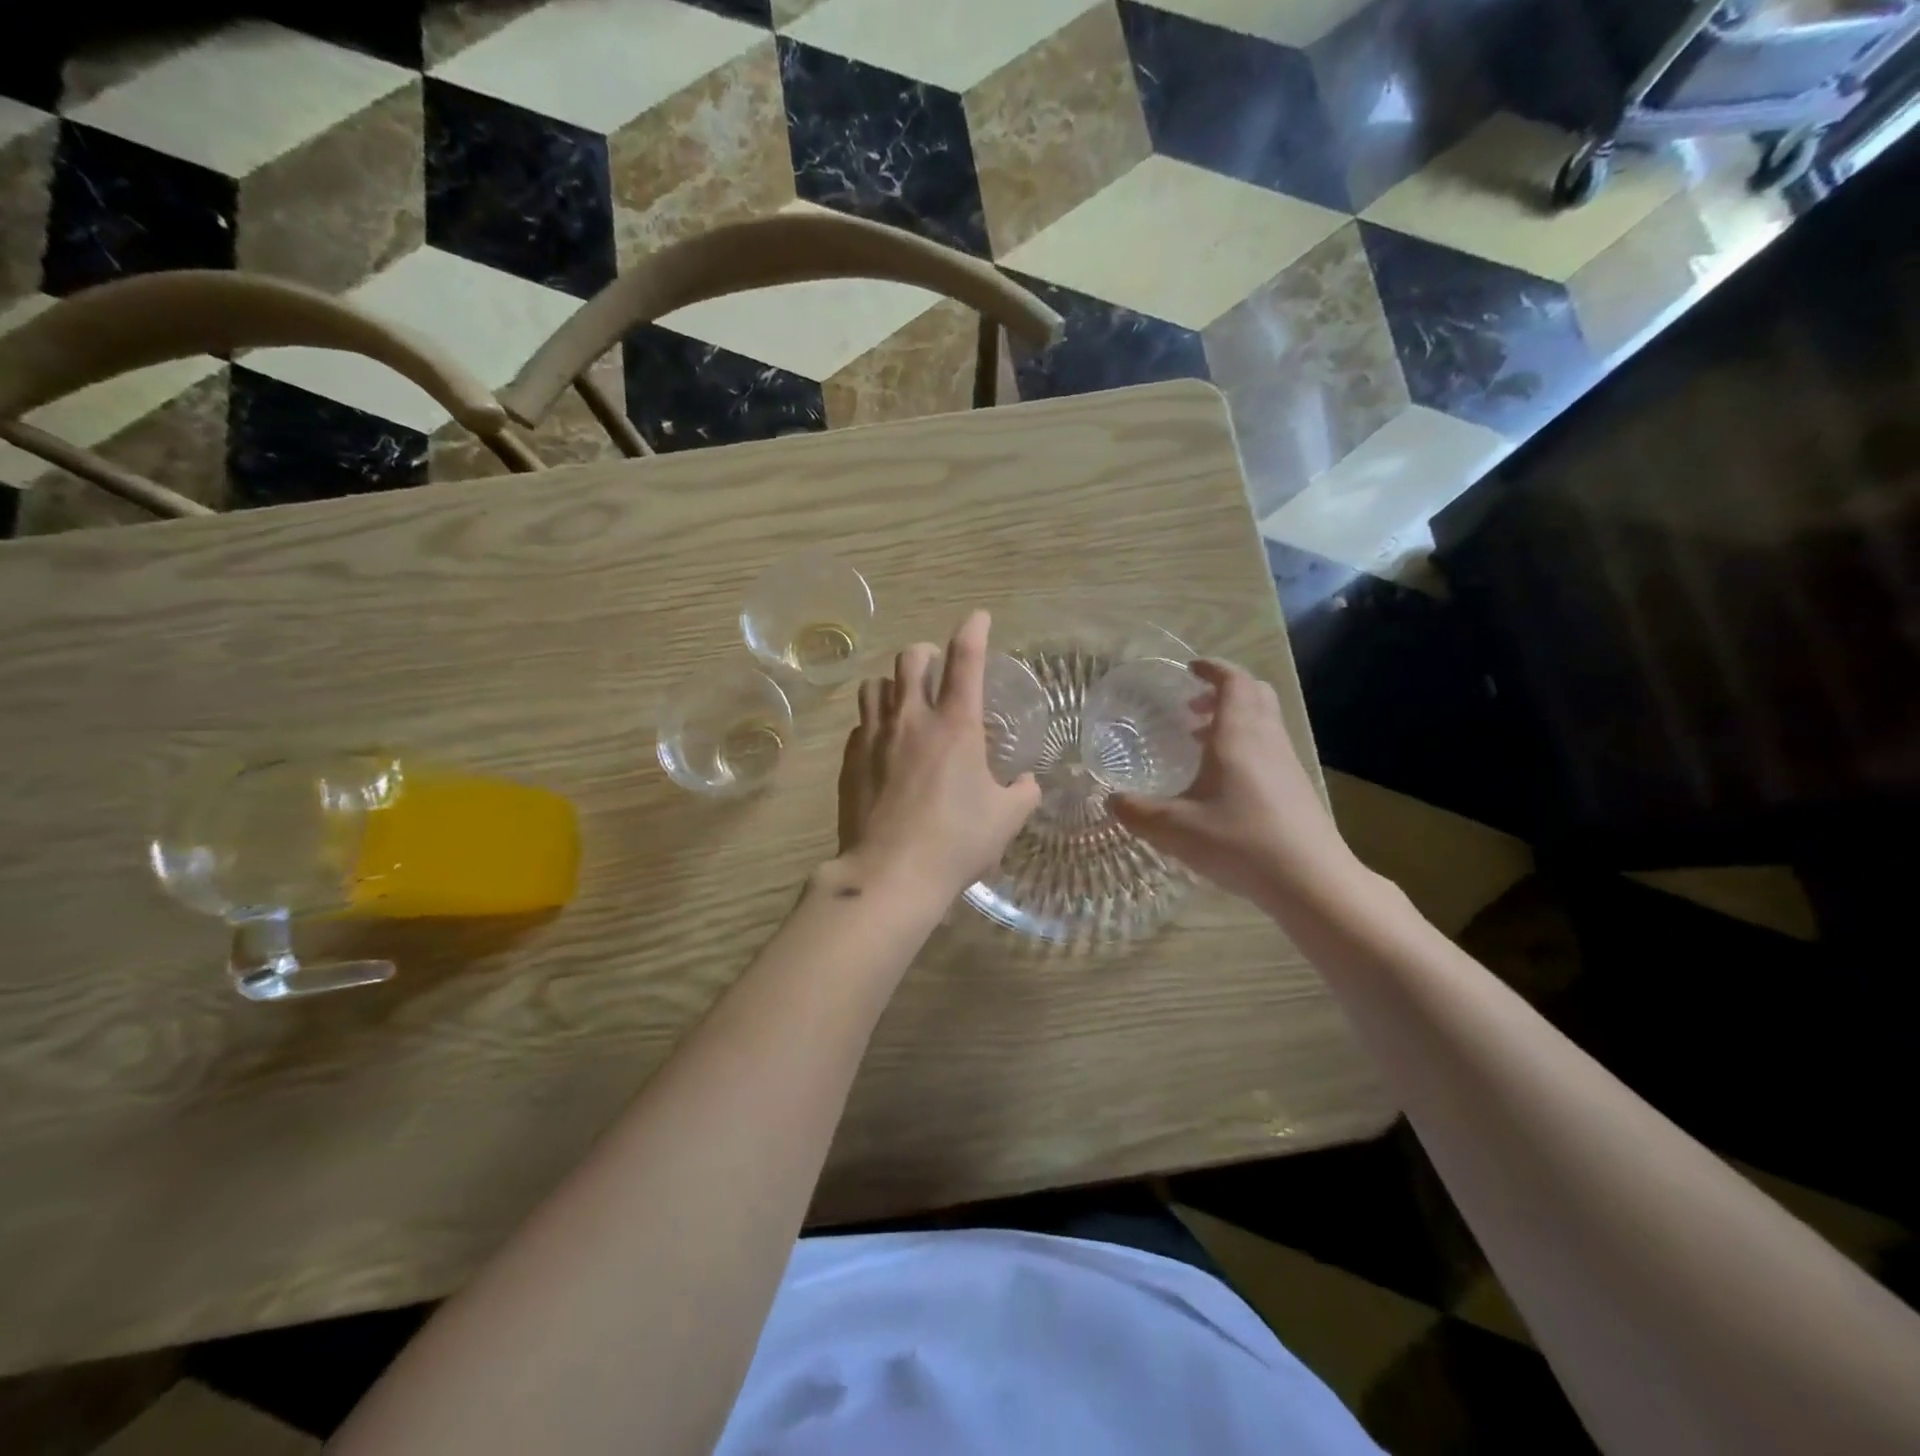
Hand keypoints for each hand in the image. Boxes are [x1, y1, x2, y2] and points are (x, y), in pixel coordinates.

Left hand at [834, 610, 1041, 903]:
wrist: (890, 874)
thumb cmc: (956, 842)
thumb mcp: (1005, 818)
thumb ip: (1022, 793)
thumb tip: (1027, 783)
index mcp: (955, 725)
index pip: (965, 660)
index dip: (973, 630)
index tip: (978, 618)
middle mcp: (911, 719)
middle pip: (910, 659)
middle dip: (926, 653)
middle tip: (937, 668)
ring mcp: (874, 738)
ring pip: (875, 684)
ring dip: (893, 683)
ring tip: (905, 699)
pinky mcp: (851, 761)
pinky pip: (861, 723)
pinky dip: (875, 721)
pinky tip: (884, 742)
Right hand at [1109, 659, 1360, 908]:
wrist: (1310, 881)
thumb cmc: (1240, 842)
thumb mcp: (1175, 829)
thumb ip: (1137, 812)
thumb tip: (1111, 800)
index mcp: (1239, 735)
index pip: (1234, 681)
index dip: (1213, 669)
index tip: (1190, 669)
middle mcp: (1267, 740)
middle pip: (1255, 694)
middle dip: (1224, 691)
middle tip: (1192, 707)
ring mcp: (1287, 764)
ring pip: (1264, 723)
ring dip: (1233, 721)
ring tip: (1200, 744)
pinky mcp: (1296, 789)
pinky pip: (1268, 749)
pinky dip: (1244, 747)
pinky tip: (1222, 784)